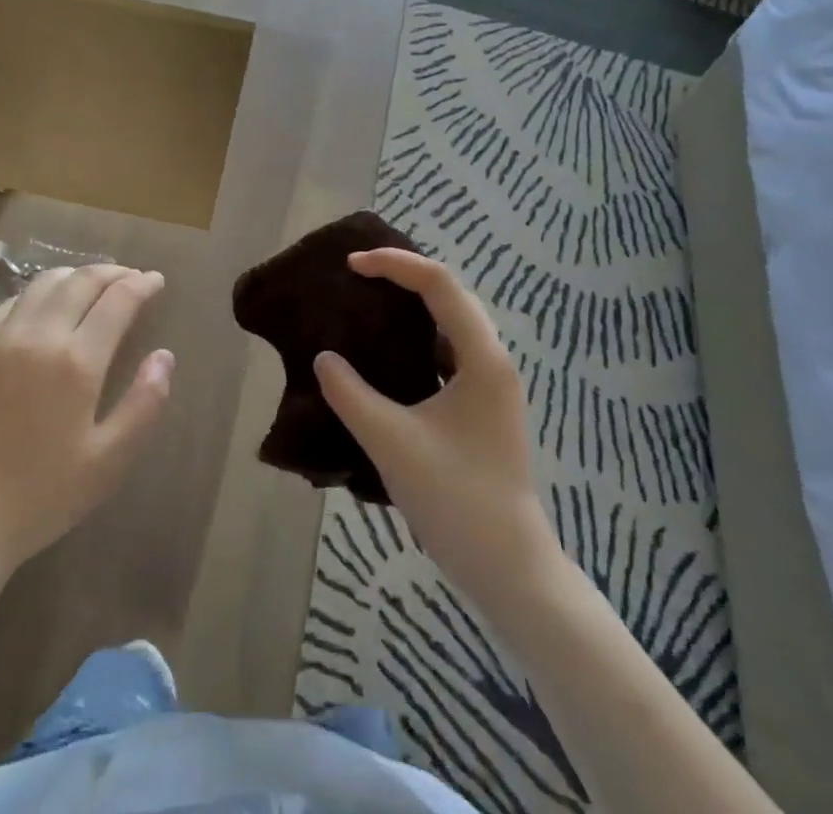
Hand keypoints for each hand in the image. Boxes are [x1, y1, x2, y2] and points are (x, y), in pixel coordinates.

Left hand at [0, 264, 174, 571]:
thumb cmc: (43, 495)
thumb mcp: (109, 461)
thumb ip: (144, 404)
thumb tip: (164, 356)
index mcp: (77, 362)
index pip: (117, 300)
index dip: (142, 284)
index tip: (157, 281)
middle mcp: (39, 336)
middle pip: (82, 281)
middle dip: (113, 272)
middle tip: (132, 278)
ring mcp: (2, 339)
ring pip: (45, 283)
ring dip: (77, 275)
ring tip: (95, 284)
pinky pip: (14, 301)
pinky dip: (41, 291)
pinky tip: (48, 304)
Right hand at [315, 249, 561, 603]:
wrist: (509, 569)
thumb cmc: (456, 499)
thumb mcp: (391, 442)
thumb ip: (350, 394)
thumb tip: (323, 359)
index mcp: (482, 358)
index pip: (439, 284)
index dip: (394, 264)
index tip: (351, 266)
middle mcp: (492, 361)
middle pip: (449, 294)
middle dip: (404, 275)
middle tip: (357, 274)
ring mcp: (489, 385)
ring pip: (449, 323)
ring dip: (411, 305)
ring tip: (367, 301)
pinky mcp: (480, 407)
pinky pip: (445, 351)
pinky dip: (414, 338)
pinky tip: (384, 353)